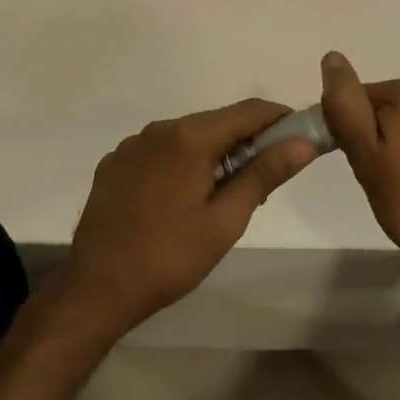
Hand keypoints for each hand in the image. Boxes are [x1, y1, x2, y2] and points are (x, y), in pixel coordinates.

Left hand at [63, 99, 319, 336]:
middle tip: (265, 179)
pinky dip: (182, 162)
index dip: (280, 120)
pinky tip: (181, 199)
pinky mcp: (114, 164)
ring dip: (214, 153)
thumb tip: (303, 144)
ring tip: (224, 195)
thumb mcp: (225, 220)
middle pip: (217, 122)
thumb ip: (264, 174)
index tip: (300, 139)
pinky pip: (160, 151)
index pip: (249, 111)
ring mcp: (132, 145)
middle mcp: (159, 129)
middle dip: (247, 141)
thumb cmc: (169, 257)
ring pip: (187, 136)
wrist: (96, 288)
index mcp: (189, 138)